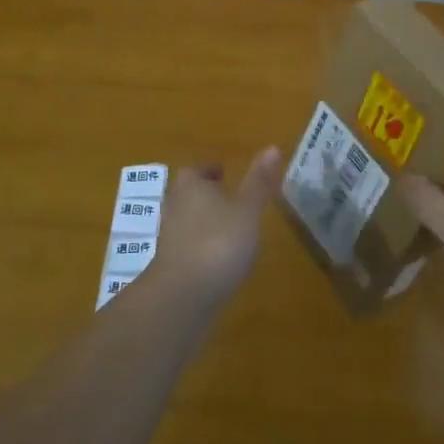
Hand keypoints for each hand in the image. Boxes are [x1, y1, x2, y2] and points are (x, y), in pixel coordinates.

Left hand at [145, 147, 282, 307]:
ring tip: (230, 229)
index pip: (197, 170)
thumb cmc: (218, 242)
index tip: (224, 172)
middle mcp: (175, 207)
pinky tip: (220, 260)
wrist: (183, 296)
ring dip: (205, 222)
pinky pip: (188, 248)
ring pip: (188, 221)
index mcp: (191, 186)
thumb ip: (259, 182)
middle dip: (207, 195)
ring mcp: (170, 239)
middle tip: (230, 198)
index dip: (210, 170)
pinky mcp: (170, 268)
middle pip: (189, 194)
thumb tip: (273, 146)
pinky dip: (202, 247)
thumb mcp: (247, 210)